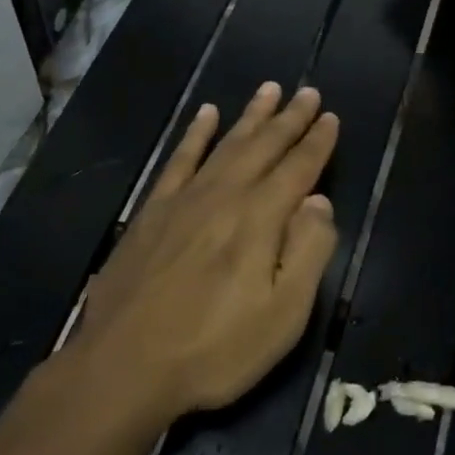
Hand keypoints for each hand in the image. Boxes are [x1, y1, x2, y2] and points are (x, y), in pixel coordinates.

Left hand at [76, 84, 339, 418]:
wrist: (123, 366)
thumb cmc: (215, 348)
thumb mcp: (283, 314)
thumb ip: (307, 251)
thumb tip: (318, 201)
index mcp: (260, 219)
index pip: (298, 169)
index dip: (317, 143)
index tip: (330, 116)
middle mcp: (224, 196)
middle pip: (264, 147)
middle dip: (290, 119)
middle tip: (308, 92)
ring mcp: (184, 200)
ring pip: (226, 144)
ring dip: (250, 116)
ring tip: (269, 88)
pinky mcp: (152, 212)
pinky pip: (179, 160)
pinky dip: (194, 134)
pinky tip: (205, 115)